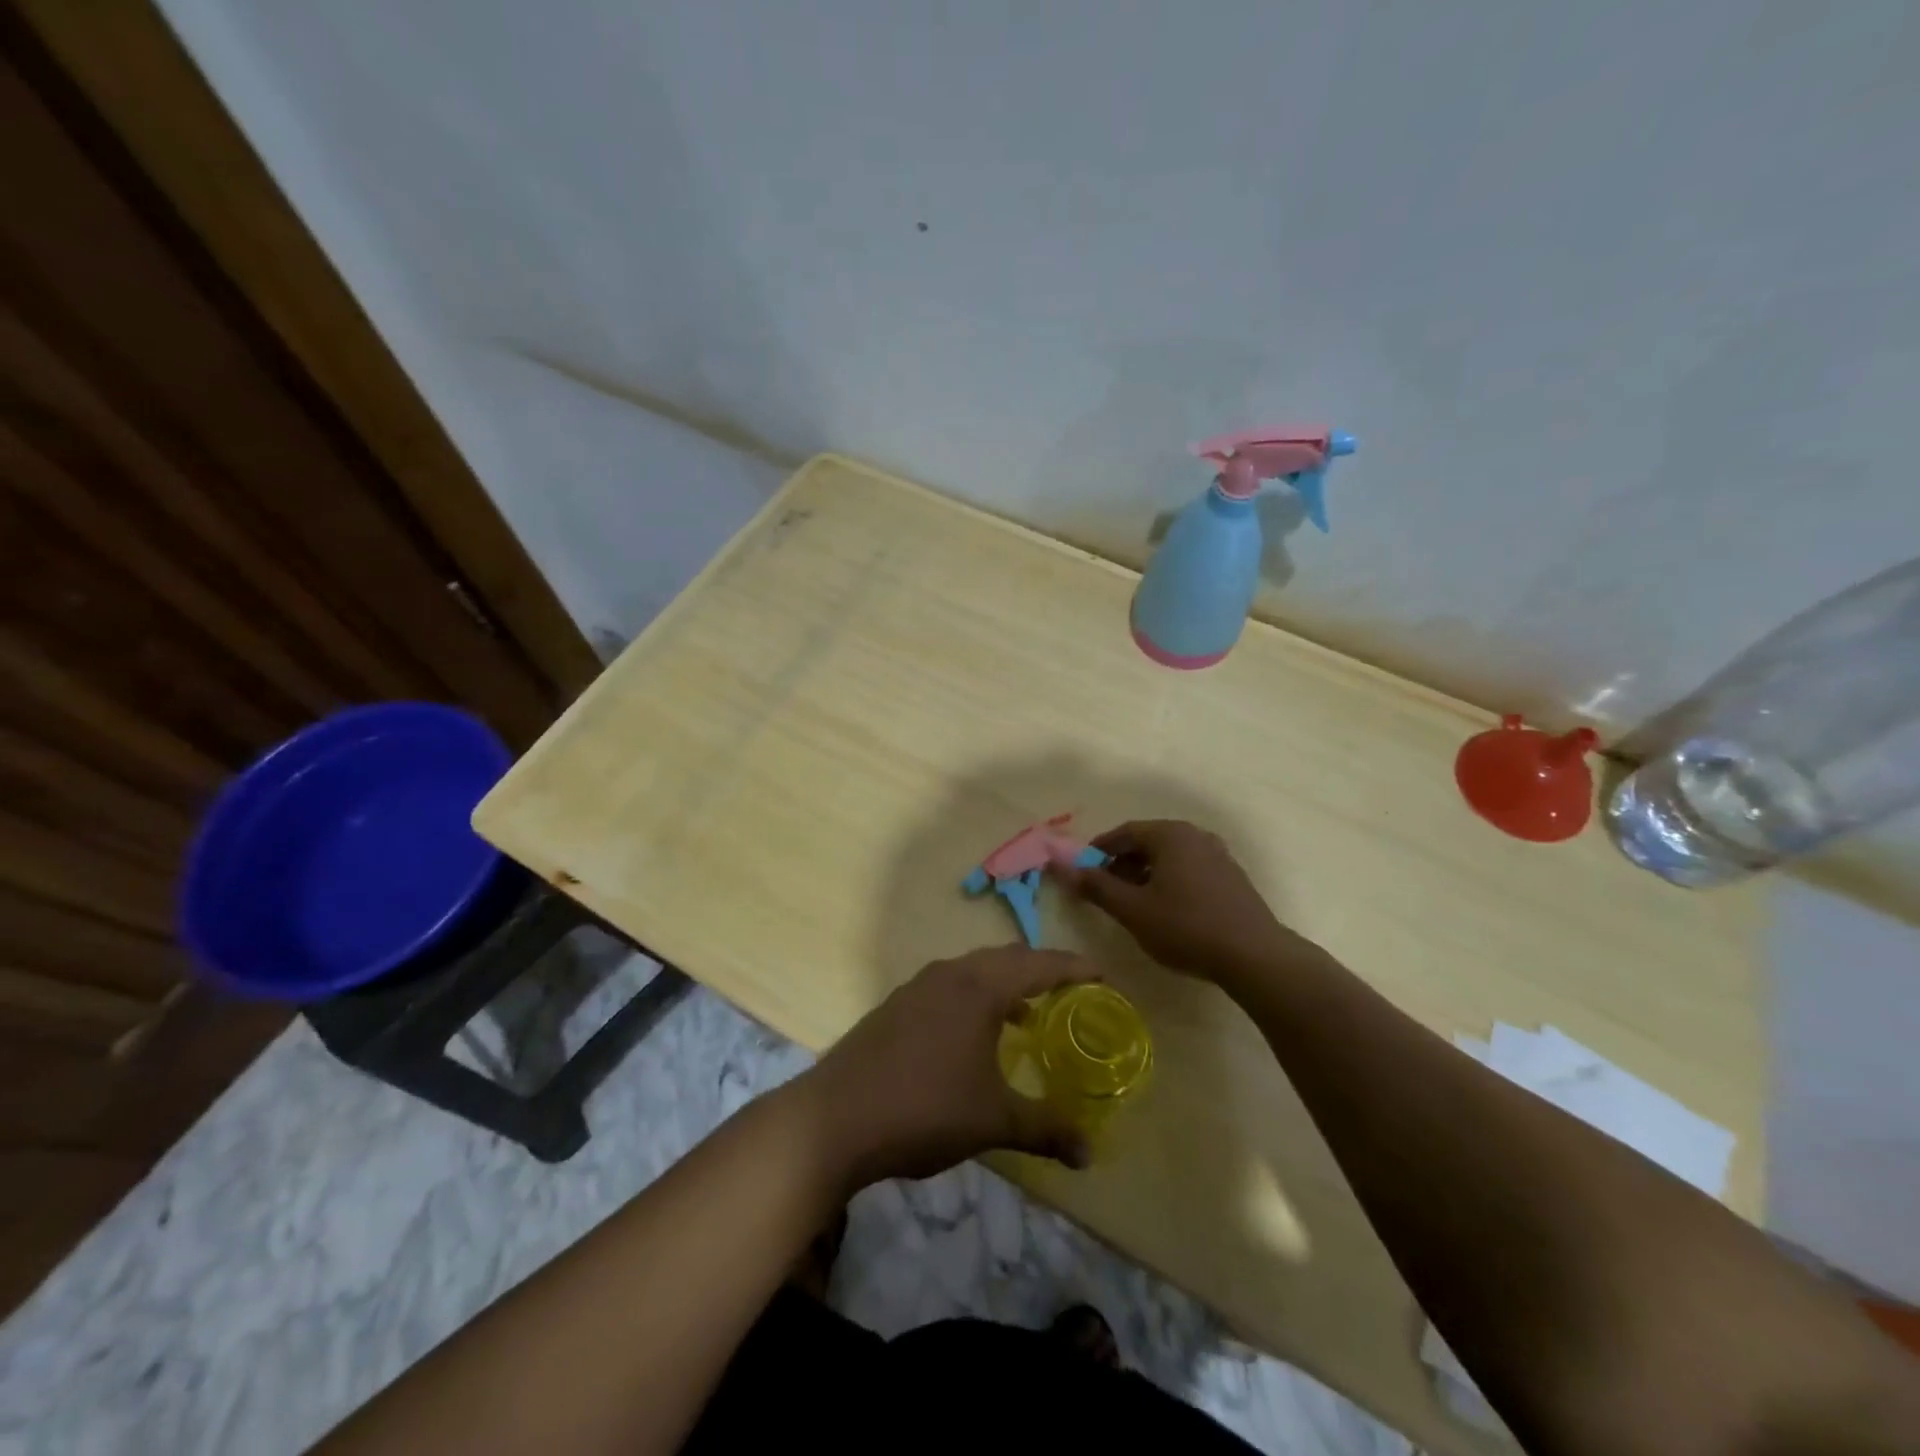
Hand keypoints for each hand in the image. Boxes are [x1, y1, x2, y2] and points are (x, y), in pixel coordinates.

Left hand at [798, 947, 1094, 1191]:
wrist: (834, 1118)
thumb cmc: (924, 1109)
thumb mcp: (993, 1122)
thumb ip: (1045, 1129)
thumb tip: (1089, 1154)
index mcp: (980, 986)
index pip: (1040, 964)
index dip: (1076, 968)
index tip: (1105, 977)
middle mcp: (950, 973)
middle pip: (1008, 958)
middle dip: (1042, 972)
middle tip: (1072, 994)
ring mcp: (918, 985)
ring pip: (975, 970)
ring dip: (1006, 985)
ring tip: (1029, 1018)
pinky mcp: (897, 1004)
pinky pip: (950, 986)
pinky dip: (976, 998)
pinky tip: (976, 1036)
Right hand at [1065, 820, 1308, 981]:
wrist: (1254, 956)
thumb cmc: (1186, 927)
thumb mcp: (1132, 910)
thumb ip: (1096, 886)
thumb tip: (1062, 866)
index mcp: (1170, 835)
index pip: (1124, 832)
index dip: (1099, 851)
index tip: (1083, 872)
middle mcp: (1195, 835)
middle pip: (1148, 842)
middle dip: (1122, 863)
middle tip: (1105, 890)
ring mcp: (1218, 855)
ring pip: (1170, 857)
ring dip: (1146, 874)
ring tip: (1133, 903)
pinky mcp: (1232, 877)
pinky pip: (1190, 869)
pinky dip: (1170, 881)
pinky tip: (1167, 910)